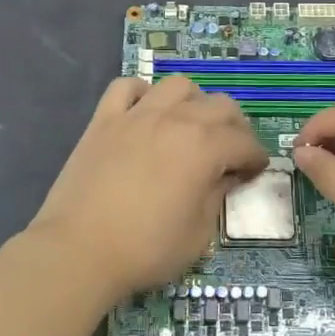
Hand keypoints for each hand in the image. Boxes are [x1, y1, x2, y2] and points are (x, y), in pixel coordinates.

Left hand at [29, 76, 268, 303]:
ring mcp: (136, 114)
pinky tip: (144, 112)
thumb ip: (216, 197)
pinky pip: (126, 87)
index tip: (254, 172)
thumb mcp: (198, 234)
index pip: (244, 141)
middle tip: (229, 152)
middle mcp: (174, 119)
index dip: (255, 157)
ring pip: (177, 85)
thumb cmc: (145, 249)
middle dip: (233, 127)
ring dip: (193, 102)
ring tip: (190, 126)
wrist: (79, 250)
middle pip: (219, 105)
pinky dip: (141, 93)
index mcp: (204, 147)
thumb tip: (224, 177)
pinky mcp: (104, 119)